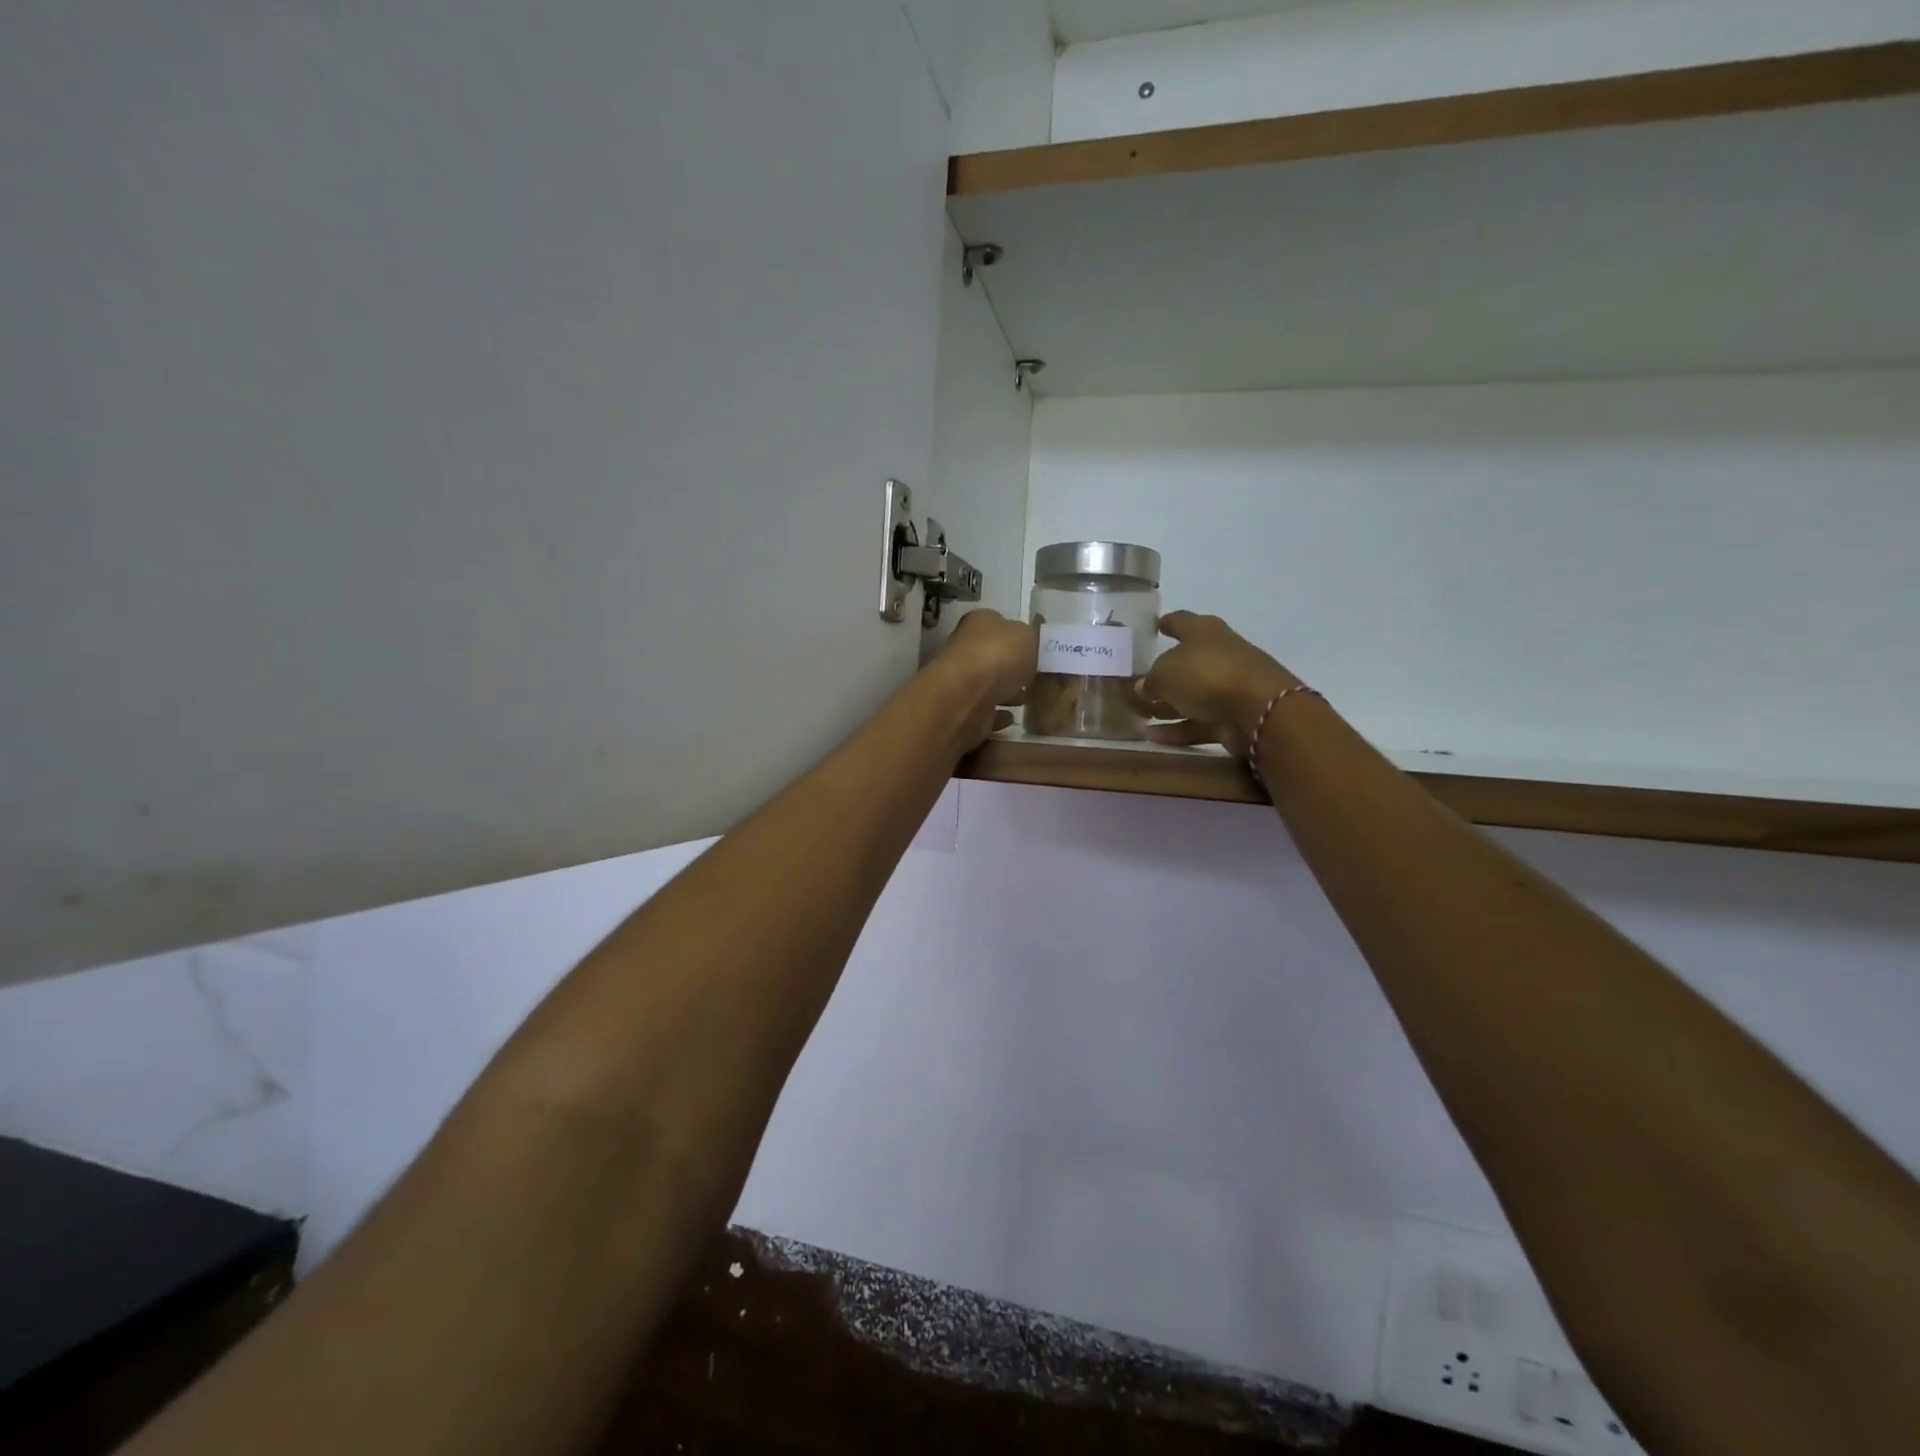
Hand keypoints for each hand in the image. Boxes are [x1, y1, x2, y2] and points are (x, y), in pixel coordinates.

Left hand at [936, 609, 1036, 748]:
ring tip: (1028, 699)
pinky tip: (1011, 719)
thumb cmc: (998, 657)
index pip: (999, 624)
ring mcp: (961, 682)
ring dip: (1006, 692)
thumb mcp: (1030, 636)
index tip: (1037, 651)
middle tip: (1036, 678)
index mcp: (979, 623)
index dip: (1018, 637)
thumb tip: (1032, 643)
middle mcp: (965, 649)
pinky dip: (997, 716)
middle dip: (1013, 668)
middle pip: (994, 657)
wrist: (967, 697)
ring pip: (988, 686)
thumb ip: (1034, 638)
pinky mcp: (963, 710)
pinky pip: (985, 713)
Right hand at [1137, 611, 1300, 757]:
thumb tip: (1144, 686)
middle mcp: (1218, 654)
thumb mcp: (1164, 673)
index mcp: (1204, 632)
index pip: (1181, 621)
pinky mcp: (1232, 716)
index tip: (1155, 625)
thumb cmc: (1206, 674)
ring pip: (1191, 695)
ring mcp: (1228, 686)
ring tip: (1140, 716)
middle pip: (1187, 662)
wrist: (1257, 709)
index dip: (1167, 623)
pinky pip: (1198, 722)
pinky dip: (1177, 728)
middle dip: (1164, 672)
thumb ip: (1150, 680)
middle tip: (1138, 682)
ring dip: (1167, 706)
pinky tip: (1152, 737)